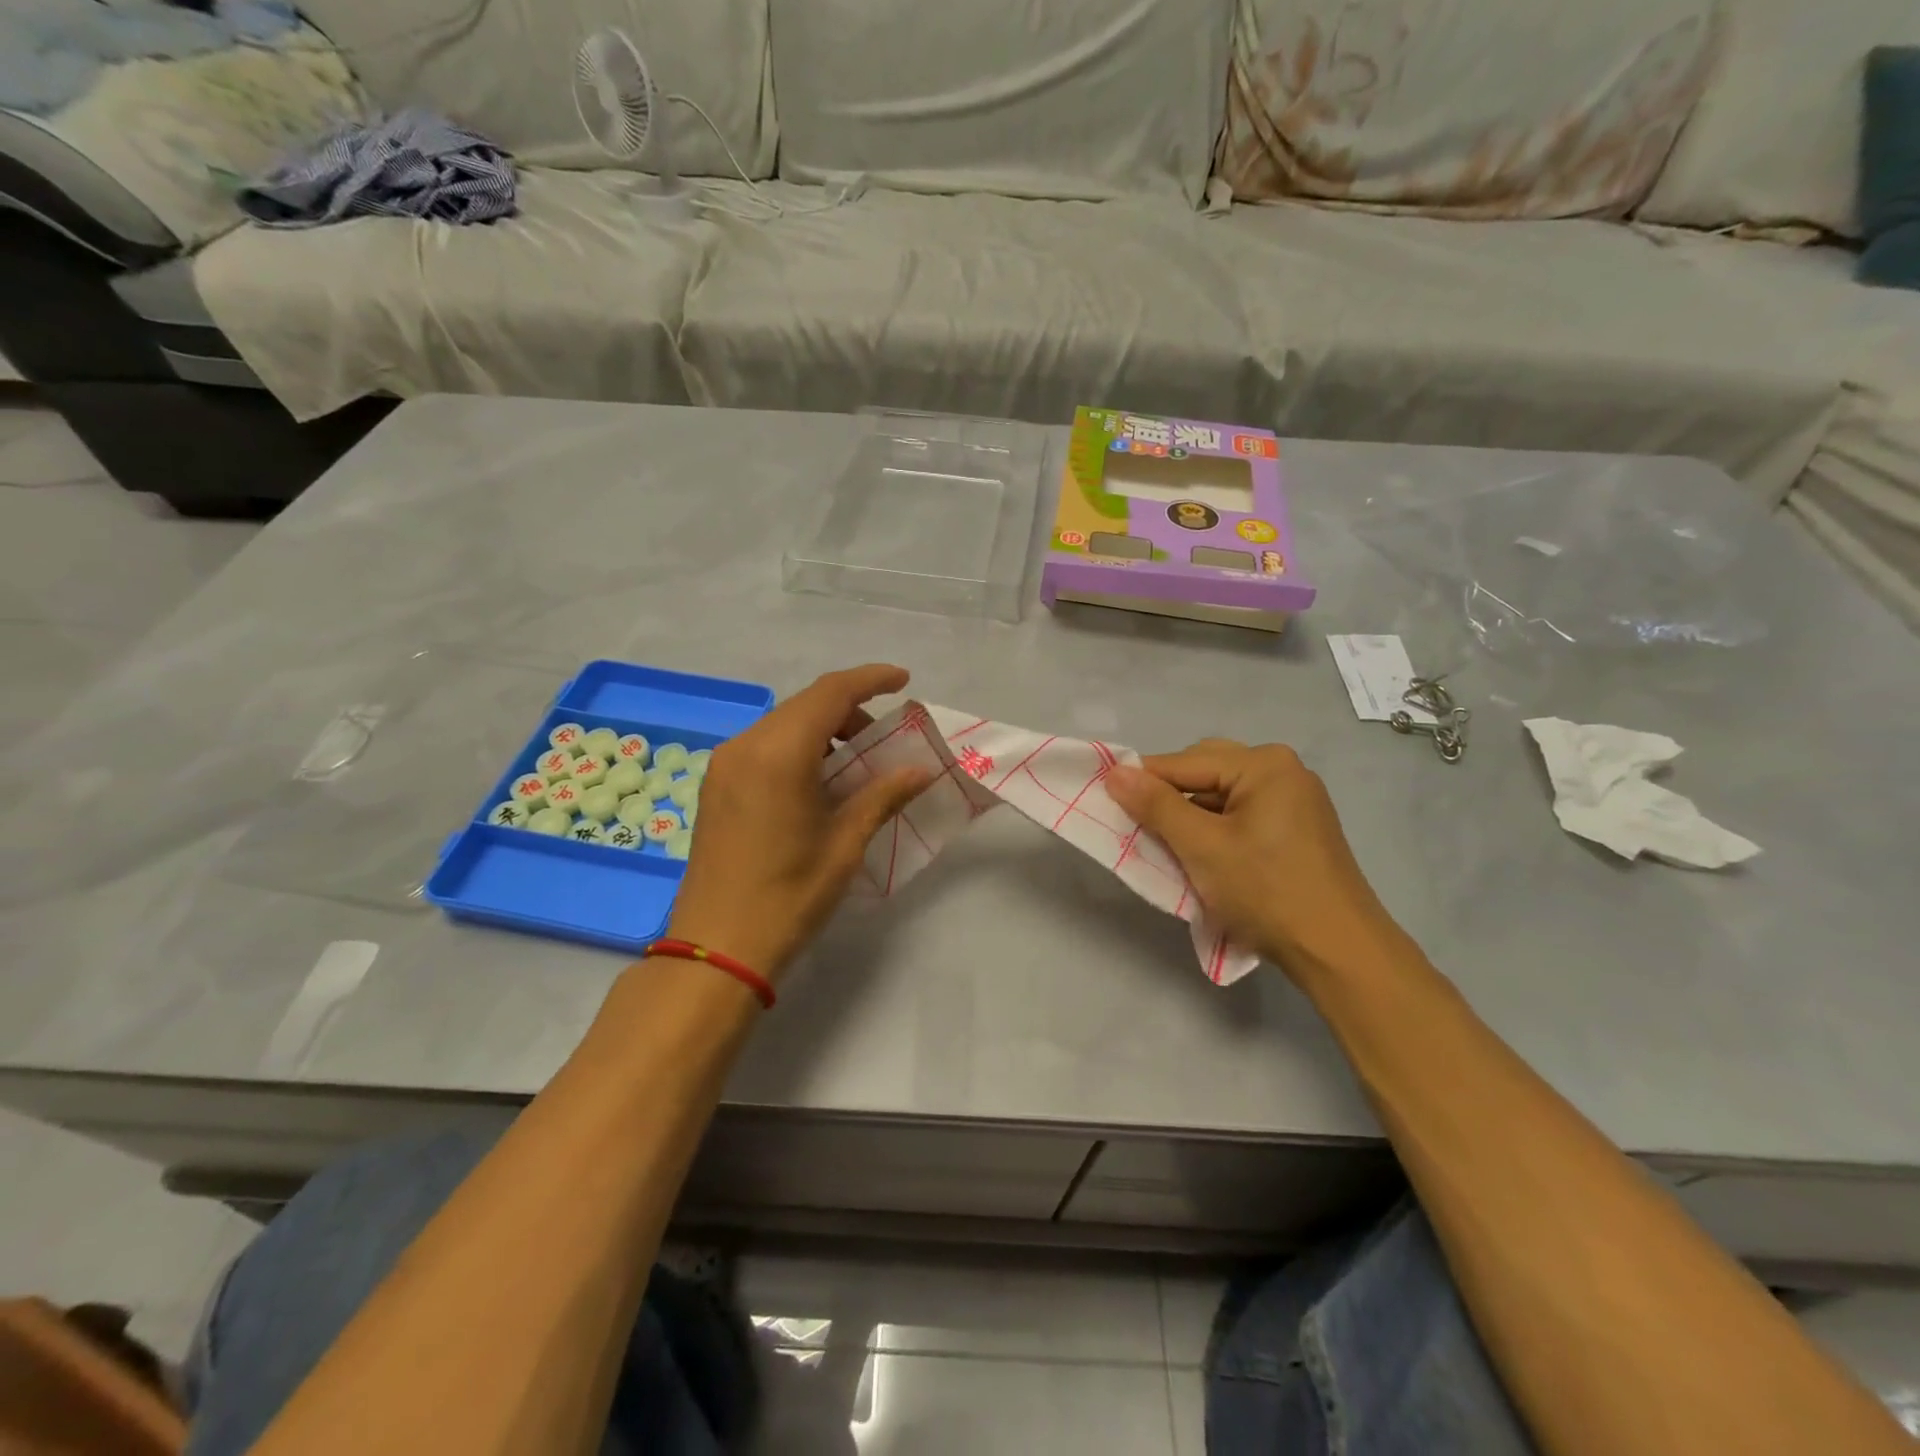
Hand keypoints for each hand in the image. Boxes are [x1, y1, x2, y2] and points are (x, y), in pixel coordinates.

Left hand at [665, 665, 930, 983]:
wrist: (717, 947)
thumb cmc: (789, 894)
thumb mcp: (845, 843)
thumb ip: (883, 794)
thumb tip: (921, 770)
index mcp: (779, 753)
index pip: (831, 693)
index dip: (870, 679)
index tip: (903, 680)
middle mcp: (746, 746)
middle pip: (805, 705)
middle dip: (850, 709)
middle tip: (884, 740)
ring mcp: (725, 765)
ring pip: (784, 724)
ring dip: (823, 730)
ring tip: (855, 765)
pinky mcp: (716, 785)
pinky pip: (764, 746)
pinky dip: (798, 748)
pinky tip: (818, 781)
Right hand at [1105, 741, 1402, 977]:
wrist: (1339, 951)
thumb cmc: (1266, 892)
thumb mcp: (1202, 847)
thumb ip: (1156, 805)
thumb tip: (1115, 772)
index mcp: (1264, 764)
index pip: (1184, 763)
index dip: (1142, 782)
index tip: (1105, 802)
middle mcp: (1283, 770)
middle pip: (1205, 771)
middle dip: (1169, 798)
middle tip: (1140, 828)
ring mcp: (1295, 800)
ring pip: (1221, 795)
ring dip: (1191, 815)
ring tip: (1167, 845)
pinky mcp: (1298, 828)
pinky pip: (1241, 813)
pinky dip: (1215, 829)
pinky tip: (1202, 854)